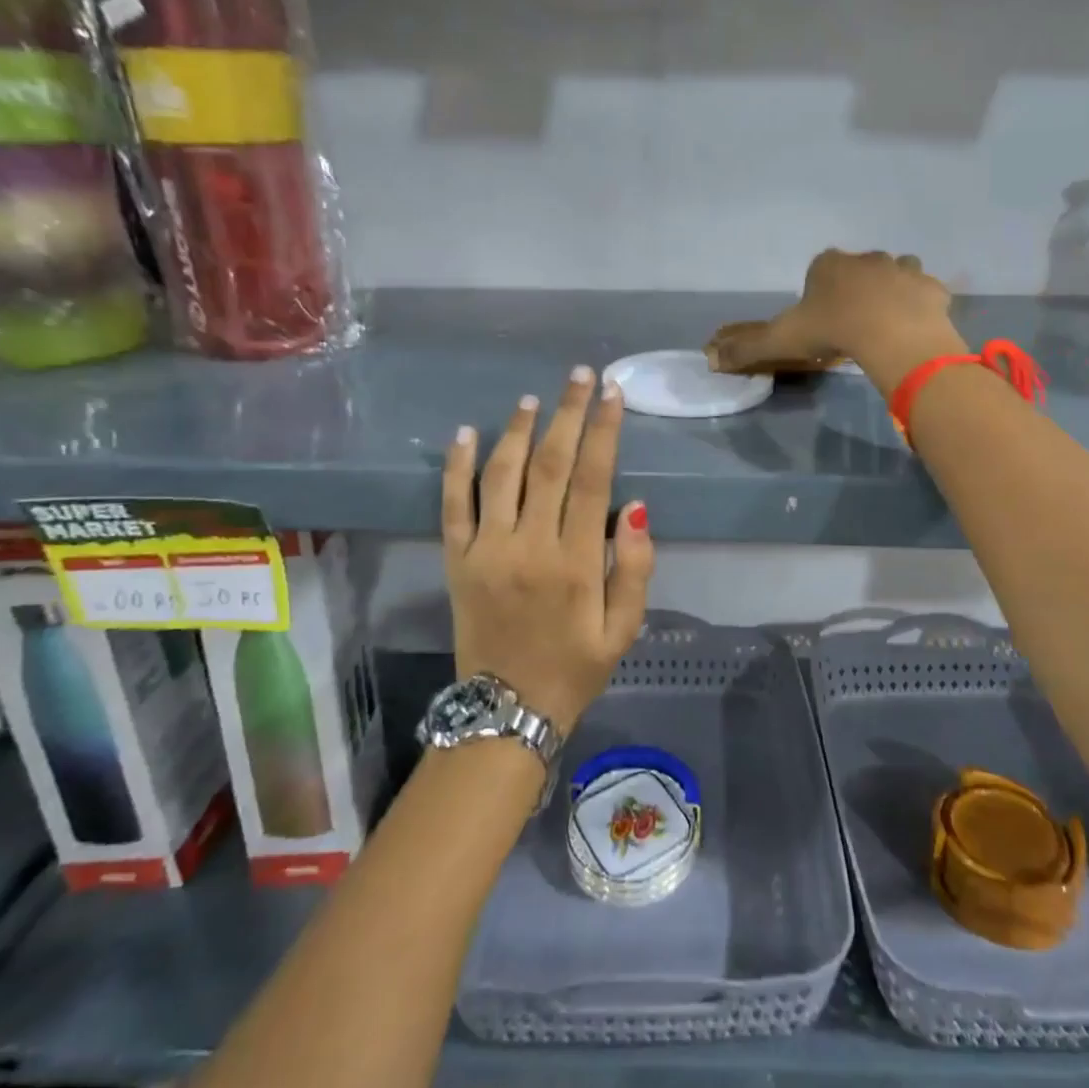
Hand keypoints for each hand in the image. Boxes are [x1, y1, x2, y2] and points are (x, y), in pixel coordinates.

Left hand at [442, 366, 654, 733]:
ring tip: (533, 398)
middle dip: (568, 413)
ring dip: (518, 430)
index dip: (604, 430)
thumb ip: (634, 567)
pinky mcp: (457, 561)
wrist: (505, 711)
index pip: (593, 478)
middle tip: (580, 376)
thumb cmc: (575, 667)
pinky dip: (457, 466)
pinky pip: (453, 505)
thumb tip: (634, 506)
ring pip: (502, 474)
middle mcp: (530, 546)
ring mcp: (487, 551)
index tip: (612, 394)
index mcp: (576, 562)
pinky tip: (466, 432)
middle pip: (550, 464)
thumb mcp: (624, 628)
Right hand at [707, 250, 962, 385]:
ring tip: (887, 322)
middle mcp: (867, 258)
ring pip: (896, 273)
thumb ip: (748, 348)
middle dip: (857, 289)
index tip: (821, 319)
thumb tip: (710, 358)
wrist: (892, 334)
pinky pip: (926, 293)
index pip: (820, 268)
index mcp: (829, 264)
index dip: (819, 291)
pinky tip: (915, 327)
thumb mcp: (783, 339)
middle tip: (853, 324)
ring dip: (892, 290)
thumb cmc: (832, 329)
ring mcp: (903, 269)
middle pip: (859, 270)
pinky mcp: (932, 288)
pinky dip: (921, 305)